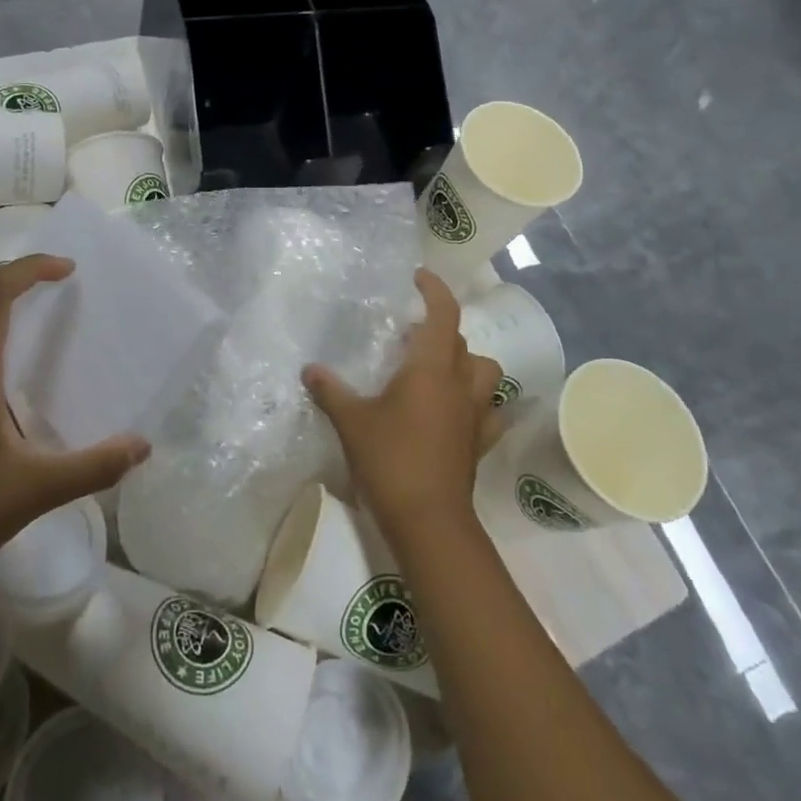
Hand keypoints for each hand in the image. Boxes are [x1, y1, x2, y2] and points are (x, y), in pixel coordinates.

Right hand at [303, 269, 501, 545]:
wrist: (429, 521)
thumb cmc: (390, 460)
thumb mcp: (351, 422)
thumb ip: (331, 391)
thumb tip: (309, 369)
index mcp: (431, 368)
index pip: (443, 314)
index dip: (434, 290)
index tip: (417, 279)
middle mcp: (461, 384)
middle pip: (461, 341)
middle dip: (439, 330)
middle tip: (409, 335)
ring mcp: (476, 414)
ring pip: (485, 372)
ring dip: (466, 363)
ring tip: (438, 370)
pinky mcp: (481, 442)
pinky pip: (491, 411)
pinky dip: (480, 403)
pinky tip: (459, 411)